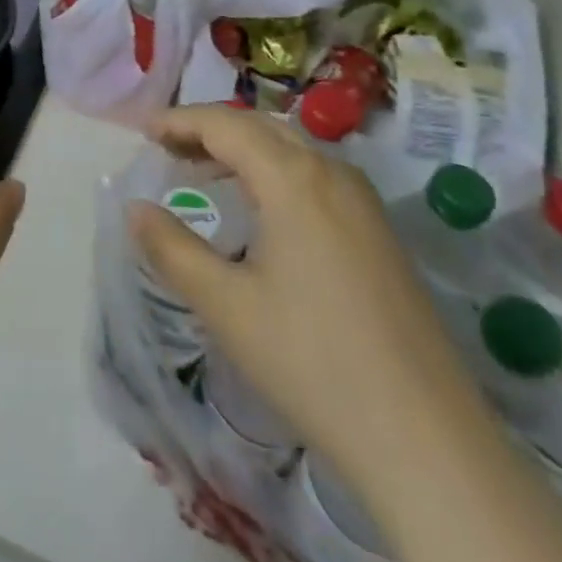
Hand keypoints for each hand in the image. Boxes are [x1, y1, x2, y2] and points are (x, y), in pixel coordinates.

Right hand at [127, 105, 482, 489]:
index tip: (144, 131)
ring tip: (206, 171)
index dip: (180, 121)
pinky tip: (263, 208)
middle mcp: (332, 174)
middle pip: (261, 127)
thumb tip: (134, 209)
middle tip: (168, 148)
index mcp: (294, 179)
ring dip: (245, 148)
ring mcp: (364, 203)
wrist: (427, 441)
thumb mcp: (226, 306)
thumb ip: (172, 249)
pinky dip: (276, 171)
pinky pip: (316, 175)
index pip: (226, 125)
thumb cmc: (312, 362)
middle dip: (210, 129)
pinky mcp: (380, 233)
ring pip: (293, 148)